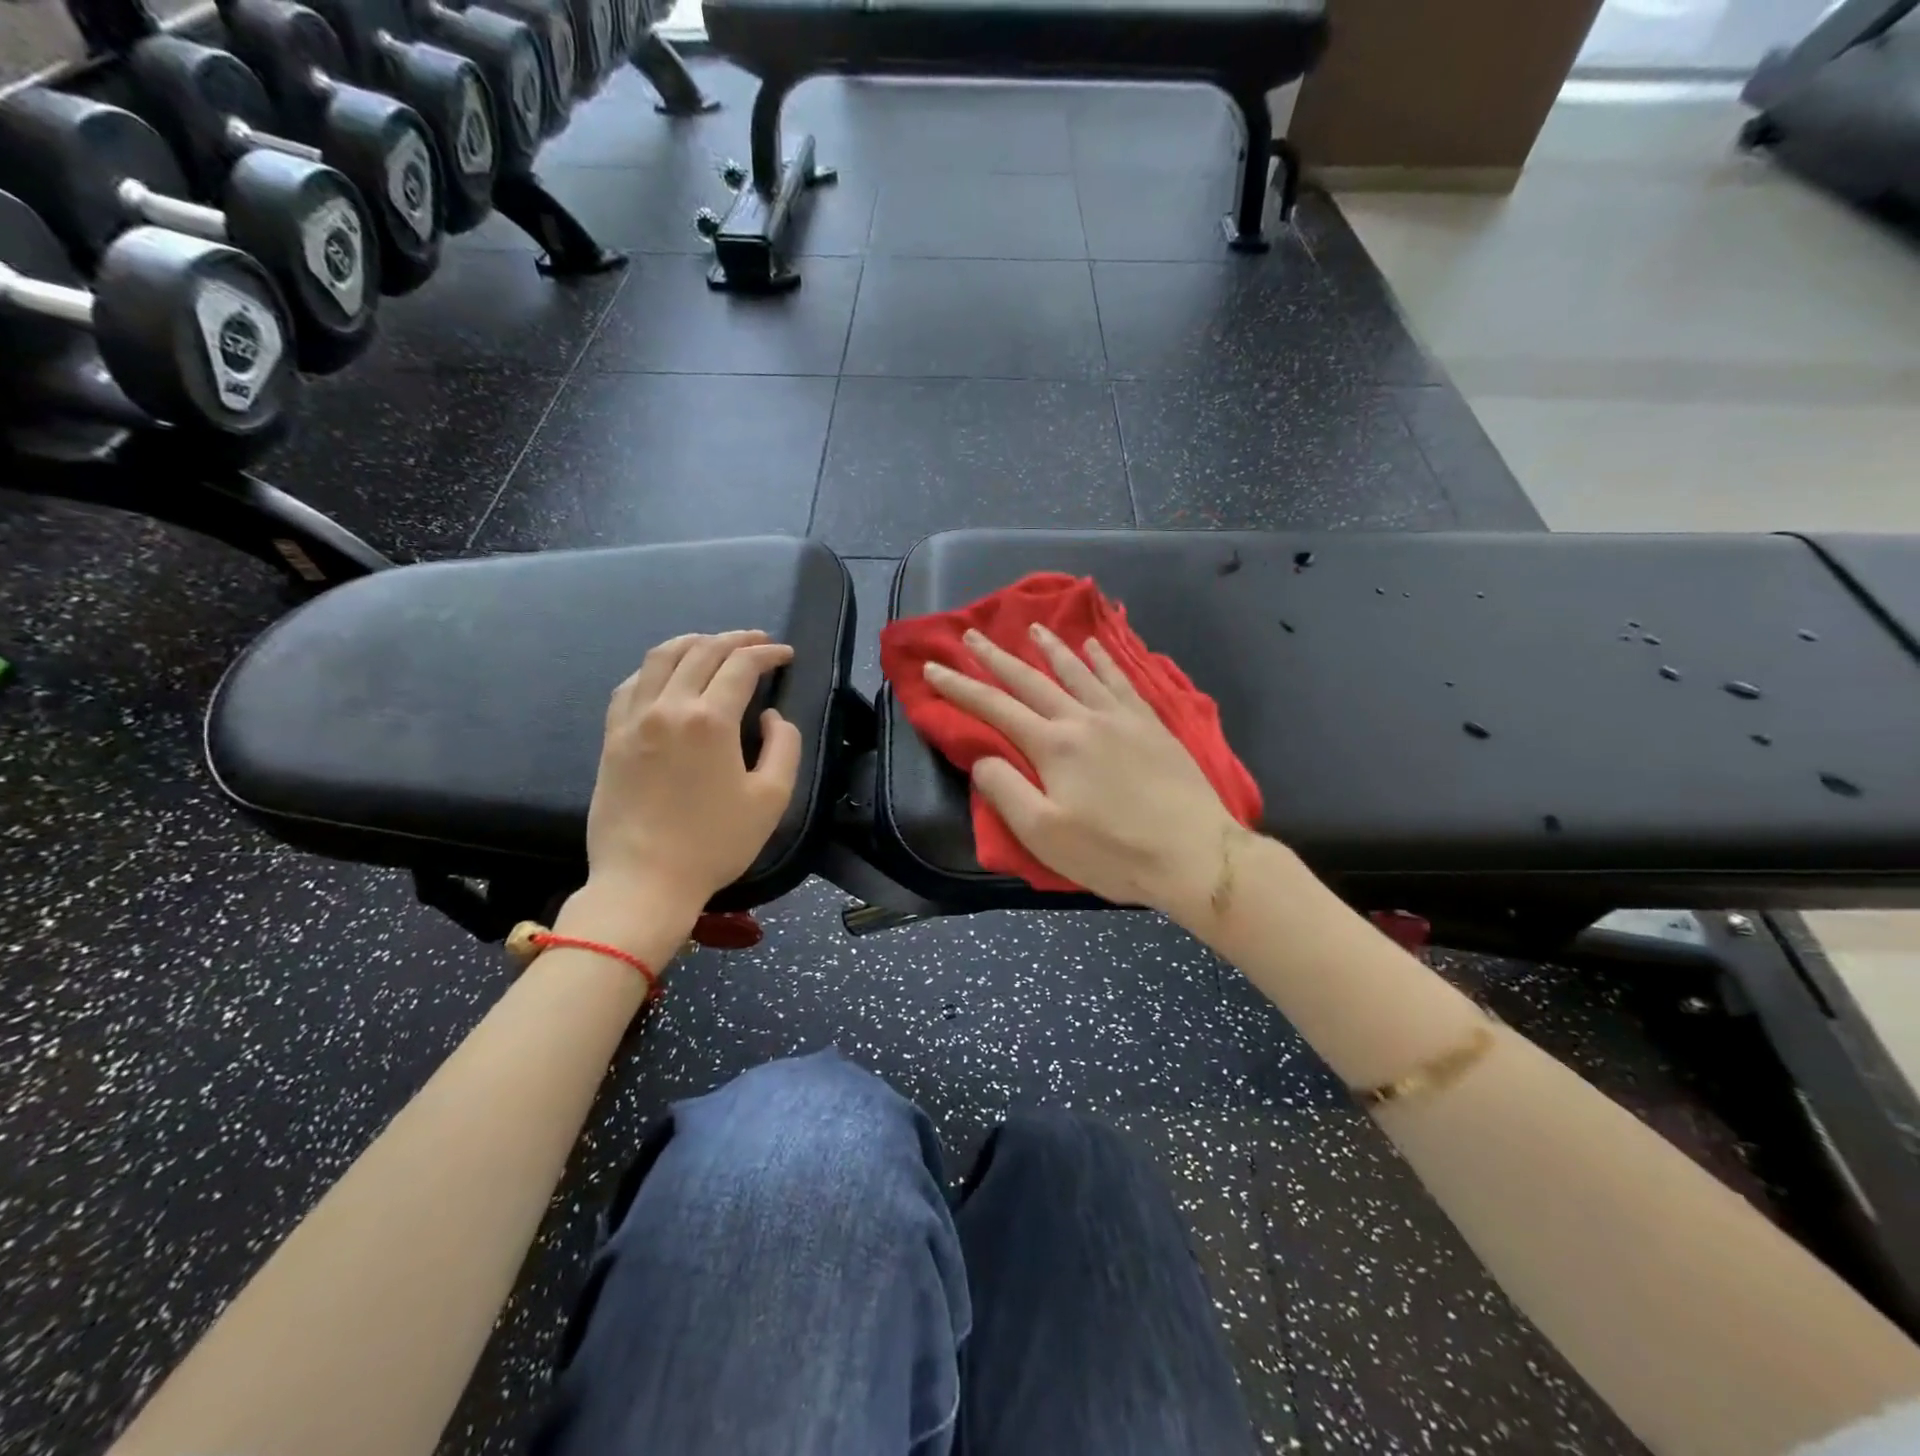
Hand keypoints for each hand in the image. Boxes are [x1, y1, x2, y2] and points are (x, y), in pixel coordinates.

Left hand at [576, 631, 801, 928]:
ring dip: (693, 642)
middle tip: (758, 642)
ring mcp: (633, 719)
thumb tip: (770, 717)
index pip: (741, 666)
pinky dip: (654, 668)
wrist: (644, 881)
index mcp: (709, 720)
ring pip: (660, 657)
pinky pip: (630, 684)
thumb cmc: (715, 843)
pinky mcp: (612, 737)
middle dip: (735, 640)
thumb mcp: (772, 798)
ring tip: (713, 644)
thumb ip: (783, 746)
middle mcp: (668, 707)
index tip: (785, 654)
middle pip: (701, 651)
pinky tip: (666, 675)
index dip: (767, 654)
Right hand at [922, 623, 1244, 925]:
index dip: (960, 687)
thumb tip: (982, 758)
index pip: (995, 708)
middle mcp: (1083, 719)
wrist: (1194, 853)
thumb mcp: (1043, 835)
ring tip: (1033, 628)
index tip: (934, 667)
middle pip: (1031, 681)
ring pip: (1077, 672)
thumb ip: (1005, 791)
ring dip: (1050, 648)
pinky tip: (1095, 646)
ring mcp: (1121, 717)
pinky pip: (1121, 680)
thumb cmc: (1113, 852)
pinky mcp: (1151, 724)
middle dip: (997, 658)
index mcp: (1053, 746)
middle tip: (973, 634)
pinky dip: (1103, 660)